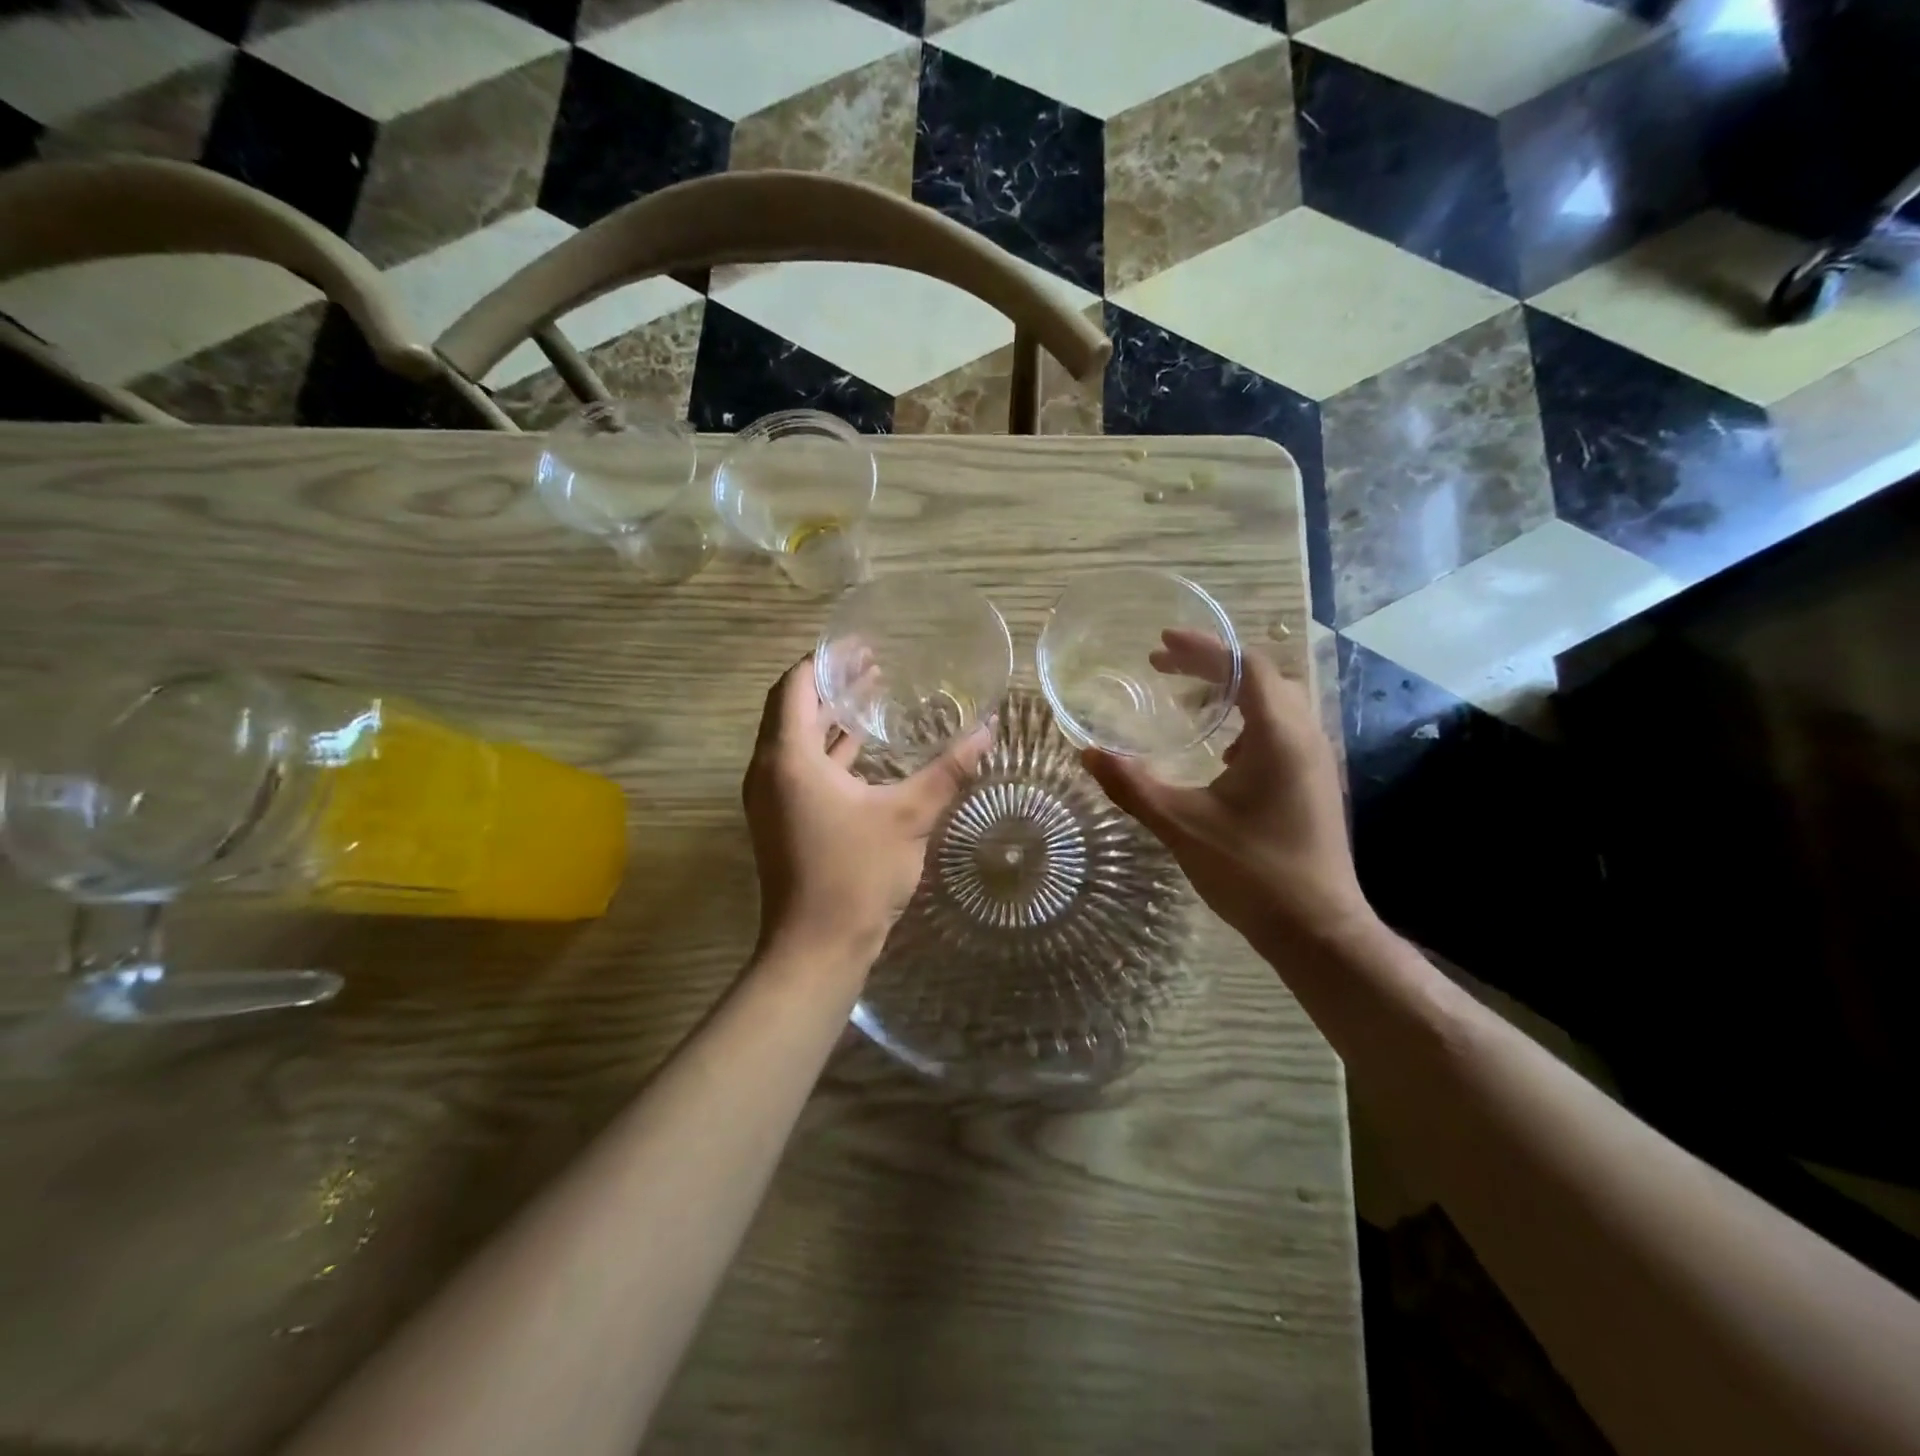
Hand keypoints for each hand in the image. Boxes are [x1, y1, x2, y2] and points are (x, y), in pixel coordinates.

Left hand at [743, 656, 991, 964]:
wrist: (816, 949)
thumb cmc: (856, 874)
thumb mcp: (908, 816)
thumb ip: (947, 770)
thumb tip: (987, 731)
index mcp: (788, 758)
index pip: (795, 686)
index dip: (825, 660)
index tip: (861, 645)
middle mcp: (770, 771)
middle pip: (793, 709)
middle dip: (832, 684)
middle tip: (876, 665)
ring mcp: (772, 799)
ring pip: (797, 741)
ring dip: (831, 718)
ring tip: (874, 696)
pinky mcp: (783, 820)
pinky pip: (801, 768)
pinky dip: (829, 751)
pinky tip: (866, 750)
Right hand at [1081, 631, 1372, 953]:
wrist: (1317, 930)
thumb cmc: (1251, 871)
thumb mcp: (1181, 825)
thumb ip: (1132, 786)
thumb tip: (1087, 753)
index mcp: (1279, 735)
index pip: (1245, 666)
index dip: (1203, 647)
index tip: (1161, 643)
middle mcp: (1305, 736)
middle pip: (1262, 677)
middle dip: (1212, 665)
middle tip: (1164, 668)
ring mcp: (1316, 761)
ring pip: (1276, 704)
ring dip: (1232, 693)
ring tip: (1188, 704)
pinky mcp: (1315, 784)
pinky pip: (1282, 731)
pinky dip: (1247, 723)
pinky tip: (1220, 755)